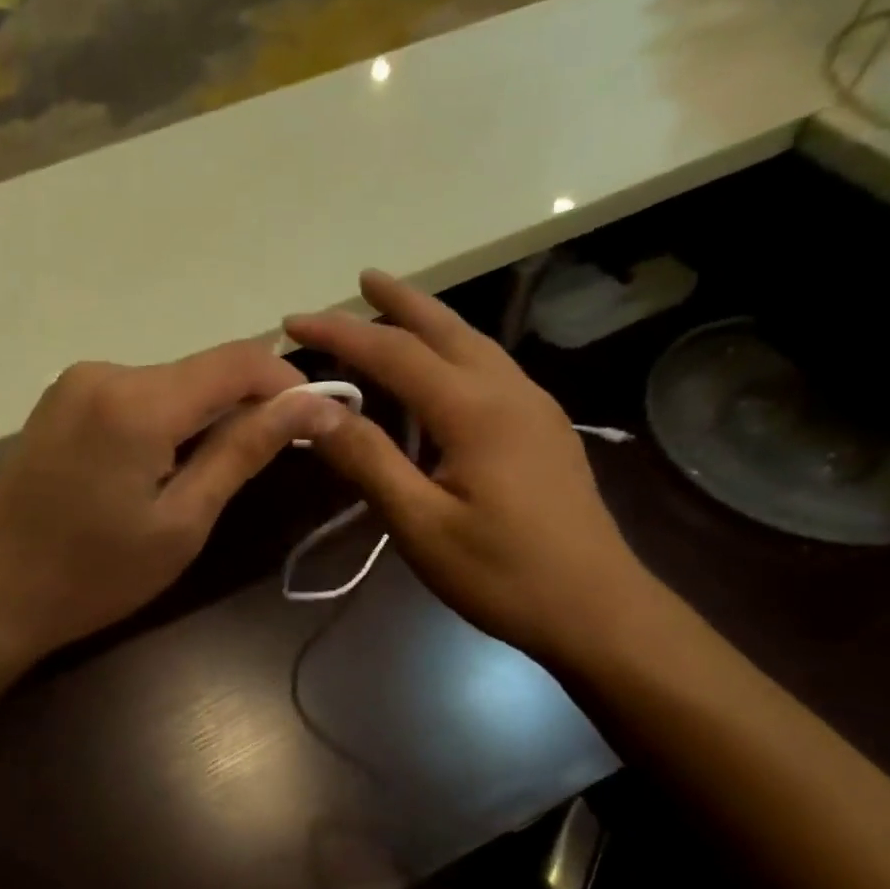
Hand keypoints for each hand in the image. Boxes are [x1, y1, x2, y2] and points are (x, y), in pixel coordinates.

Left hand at [0, 338, 332, 662]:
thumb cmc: (95, 574)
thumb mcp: (183, 521)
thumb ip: (245, 451)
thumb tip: (315, 405)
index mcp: (138, 400)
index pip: (238, 360)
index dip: (287, 382)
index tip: (316, 420)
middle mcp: (105, 372)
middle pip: (202, 371)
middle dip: (245, 406)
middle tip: (265, 464)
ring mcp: (75, 384)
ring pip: (169, 384)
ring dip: (203, 418)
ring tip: (207, 479)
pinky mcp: (60, 402)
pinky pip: (134, 396)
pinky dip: (165, 422)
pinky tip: (158, 471)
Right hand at [284, 270, 654, 662]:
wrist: (597, 610)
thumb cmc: (502, 574)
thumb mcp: (421, 524)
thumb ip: (369, 461)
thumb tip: (315, 411)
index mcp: (475, 410)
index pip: (394, 353)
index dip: (340, 334)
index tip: (293, 322)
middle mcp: (509, 392)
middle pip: (446, 329)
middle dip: (400, 301)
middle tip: (362, 278)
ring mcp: (535, 409)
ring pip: (475, 346)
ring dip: (431, 323)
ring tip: (395, 312)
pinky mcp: (545, 431)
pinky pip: (491, 371)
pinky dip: (454, 354)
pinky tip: (442, 373)